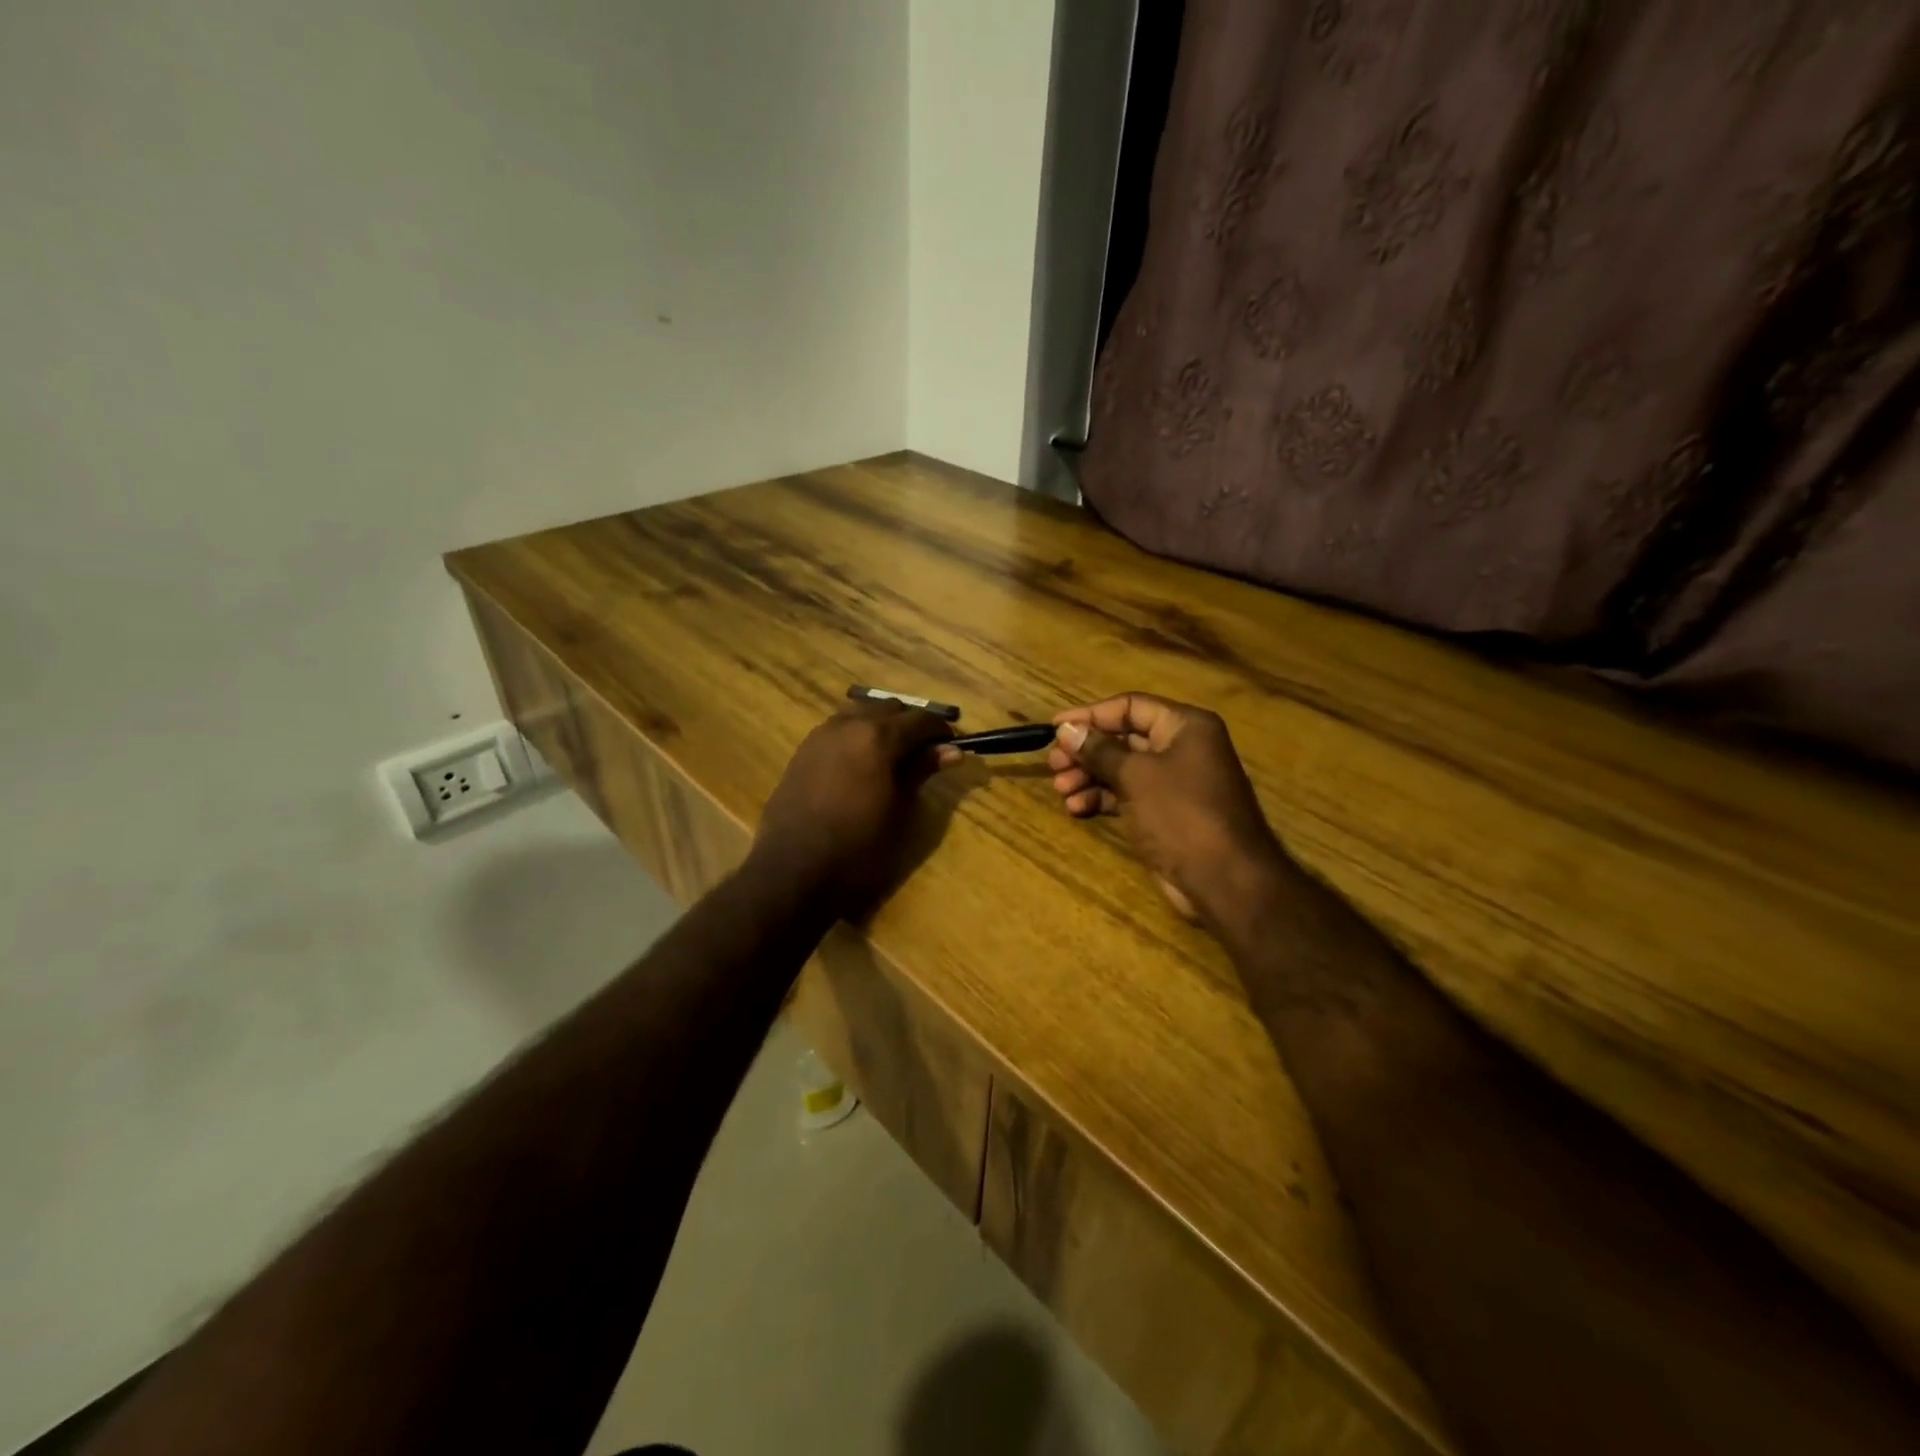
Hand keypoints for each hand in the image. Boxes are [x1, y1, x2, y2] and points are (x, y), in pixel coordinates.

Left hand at [750, 702, 960, 912]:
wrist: (793, 870)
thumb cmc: (858, 847)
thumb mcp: (901, 811)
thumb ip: (922, 772)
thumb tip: (951, 750)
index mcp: (878, 736)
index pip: (922, 719)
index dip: (941, 732)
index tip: (951, 749)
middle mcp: (849, 724)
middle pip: (890, 708)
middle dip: (911, 724)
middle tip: (924, 754)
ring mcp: (821, 735)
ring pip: (860, 713)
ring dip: (882, 726)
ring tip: (893, 758)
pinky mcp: (803, 751)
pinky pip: (838, 730)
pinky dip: (857, 736)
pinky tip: (862, 764)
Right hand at [1049, 693, 1287, 923]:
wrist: (1224, 880)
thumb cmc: (1181, 814)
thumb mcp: (1136, 776)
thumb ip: (1099, 750)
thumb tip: (1066, 730)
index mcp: (1185, 726)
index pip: (1130, 706)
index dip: (1090, 715)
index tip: (1055, 728)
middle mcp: (1182, 748)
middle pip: (1123, 738)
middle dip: (1087, 751)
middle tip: (1054, 764)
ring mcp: (1174, 783)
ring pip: (1122, 769)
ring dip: (1089, 777)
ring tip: (1061, 790)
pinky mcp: (1165, 813)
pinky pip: (1127, 796)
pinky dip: (1102, 799)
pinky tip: (1076, 807)